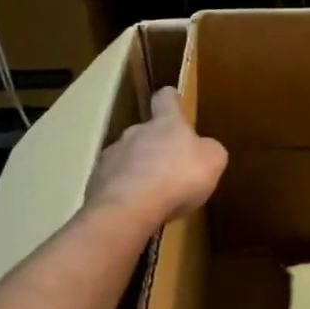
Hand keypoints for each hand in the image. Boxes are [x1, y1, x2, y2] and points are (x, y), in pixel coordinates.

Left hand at [83, 86, 227, 229]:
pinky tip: (135, 208)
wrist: (128, 210)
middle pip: (146, 131)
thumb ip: (209, 150)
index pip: (166, 99)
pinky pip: (114, 181)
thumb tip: (204, 148)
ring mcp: (112, 156)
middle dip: (156, 145)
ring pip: (127, 156)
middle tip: (170, 168)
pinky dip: (124, 191)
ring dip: (138, 169)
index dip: (171, 99)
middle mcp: (135, 132)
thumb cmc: (177, 179)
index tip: (174, 100)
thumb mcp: (212, 162)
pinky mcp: (96, 181)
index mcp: (166, 124)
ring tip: (151, 194)